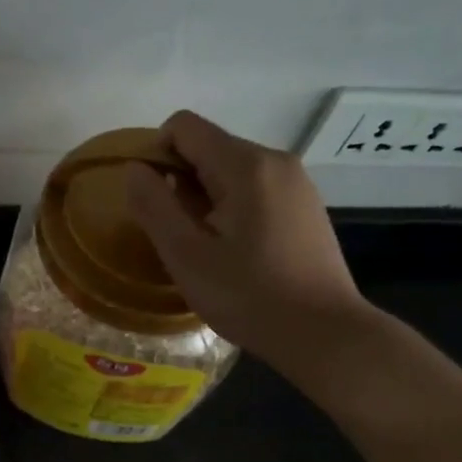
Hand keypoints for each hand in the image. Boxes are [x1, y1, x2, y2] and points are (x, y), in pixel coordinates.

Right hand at [127, 111, 369, 375]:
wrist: (326, 335)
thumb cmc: (250, 296)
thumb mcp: (186, 256)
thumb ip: (153, 205)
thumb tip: (134, 169)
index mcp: (245, 164)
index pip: (183, 126)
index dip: (156, 155)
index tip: (154, 202)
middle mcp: (274, 159)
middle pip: (208, 146)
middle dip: (181, 180)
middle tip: (179, 234)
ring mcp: (295, 182)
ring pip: (231, 168)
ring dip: (206, 196)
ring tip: (208, 246)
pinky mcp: (305, 204)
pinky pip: (254, 187)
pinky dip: (233, 205)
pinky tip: (237, 250)